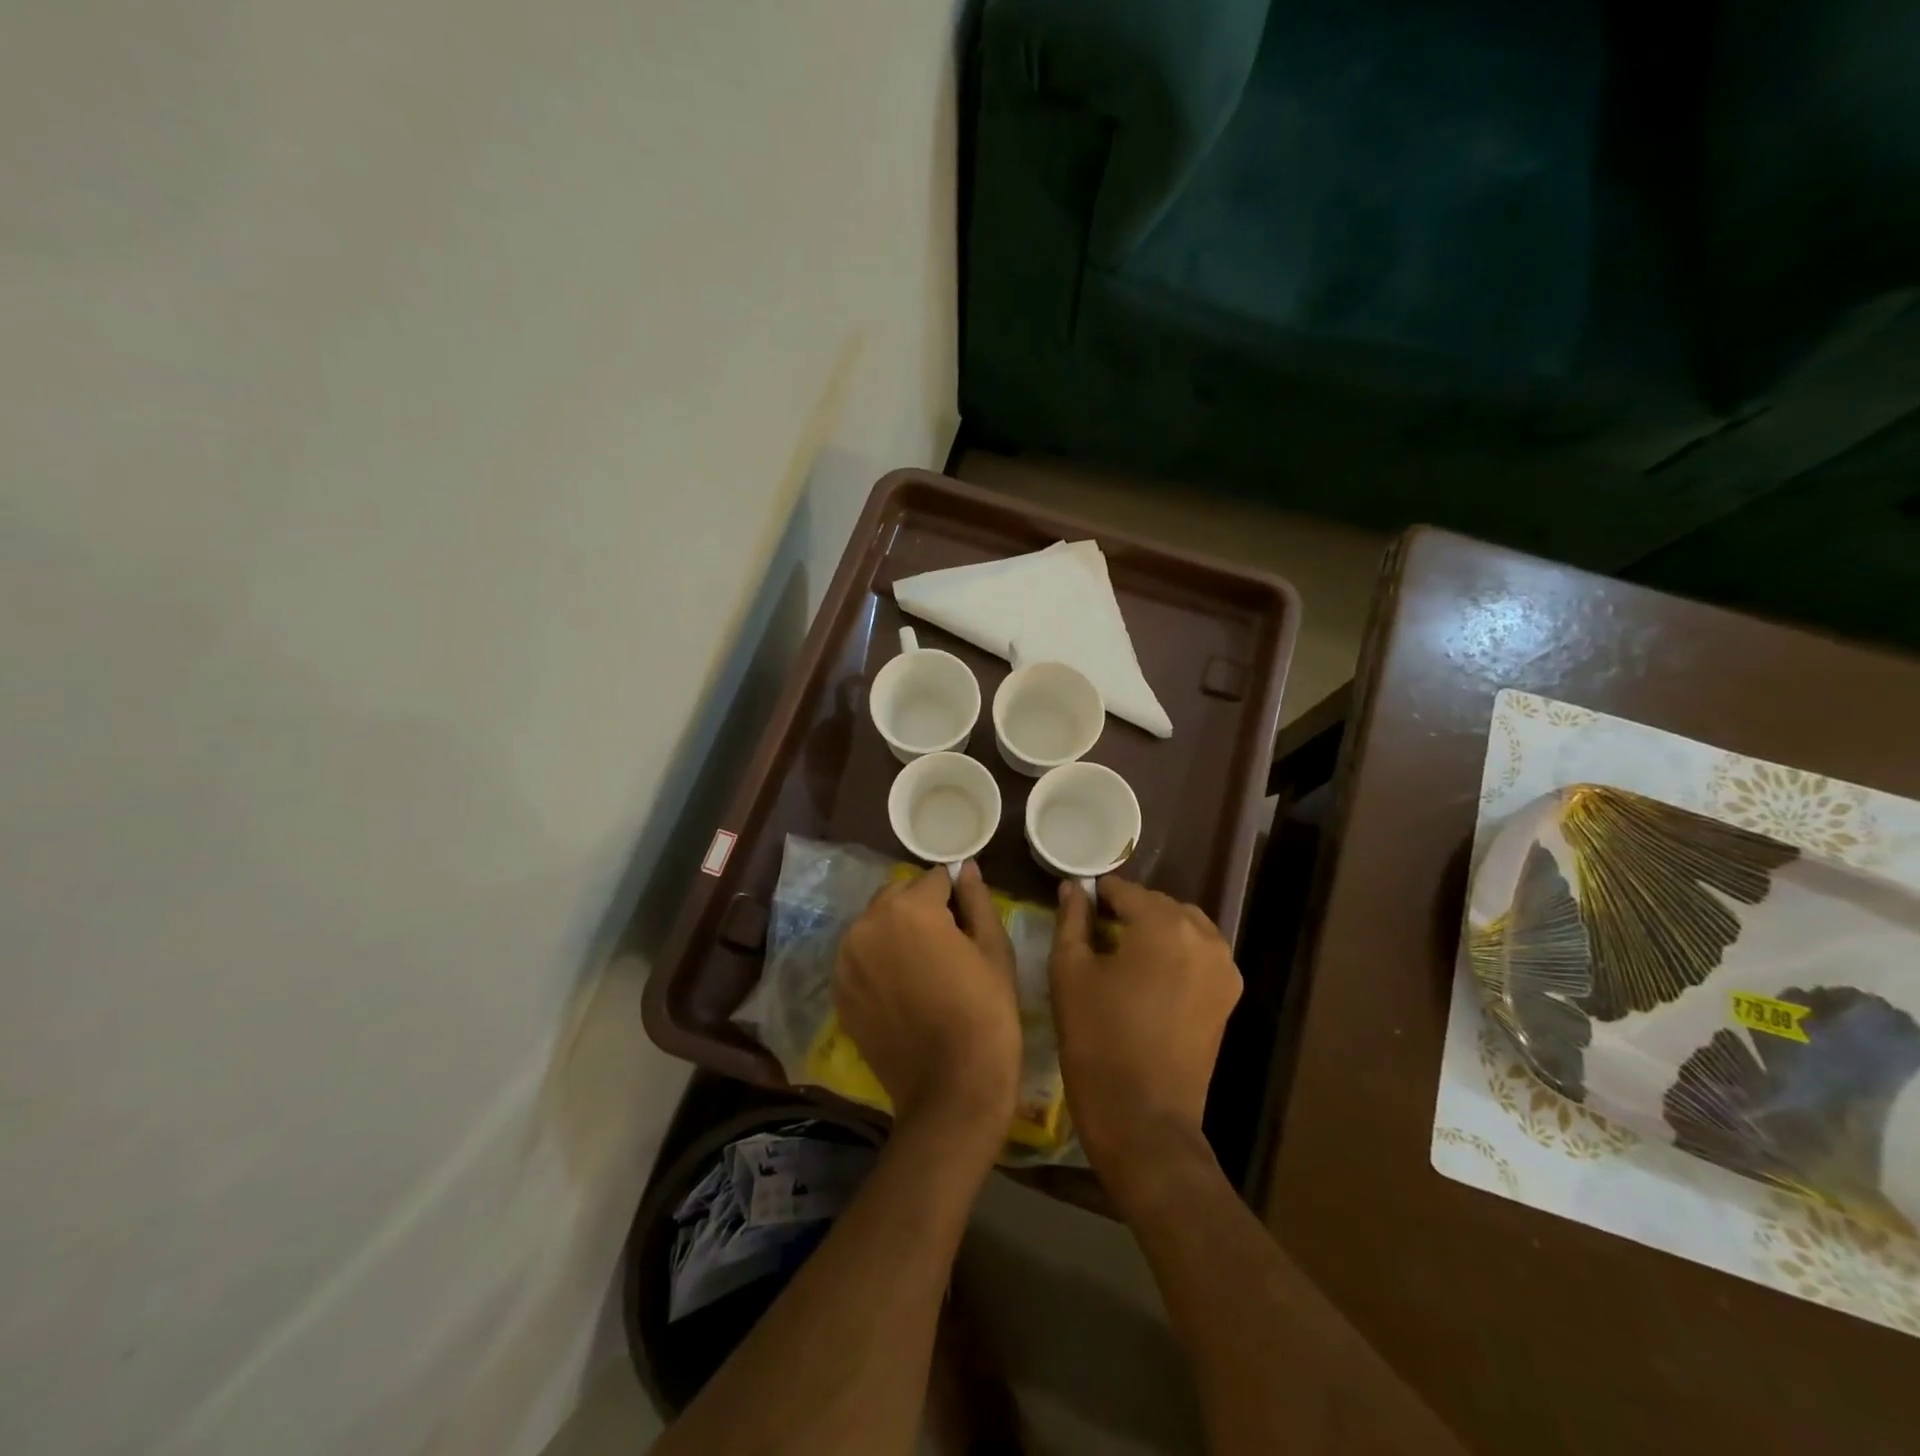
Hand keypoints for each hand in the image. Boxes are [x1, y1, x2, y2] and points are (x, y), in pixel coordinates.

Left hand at [835, 862, 1021, 1149]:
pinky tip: (903, 988)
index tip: (968, 919)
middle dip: (921, 907)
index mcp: (909, 908)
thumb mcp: (994, 949)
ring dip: (896, 931)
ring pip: (875, 924)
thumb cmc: (986, 1013)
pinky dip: (879, 960)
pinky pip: (861, 957)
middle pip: (897, 895)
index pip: (934, 878)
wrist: (952, 1090)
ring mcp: (847, 960)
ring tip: (924, 966)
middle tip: (947, 943)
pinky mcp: (839, 991)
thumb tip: (964, 867)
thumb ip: (976, 899)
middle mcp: (867, 924)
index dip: (955, 895)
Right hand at [1050, 877, 1241, 1200]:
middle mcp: (1203, 936)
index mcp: (1163, 925)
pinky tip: (1150, 975)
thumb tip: (1073, 888)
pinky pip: (1201, 953)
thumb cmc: (1097, 1041)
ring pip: (1184, 926)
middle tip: (1095, 933)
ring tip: (1123, 954)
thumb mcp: (1070, 972)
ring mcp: (1224, 967)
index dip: (1098, 895)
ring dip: (1155, 929)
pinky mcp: (1229, 995)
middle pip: (1158, 904)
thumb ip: (1072, 920)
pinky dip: (1176, 951)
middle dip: (1128, 911)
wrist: (1144, 1119)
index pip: (1125, 890)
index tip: (1077, 907)